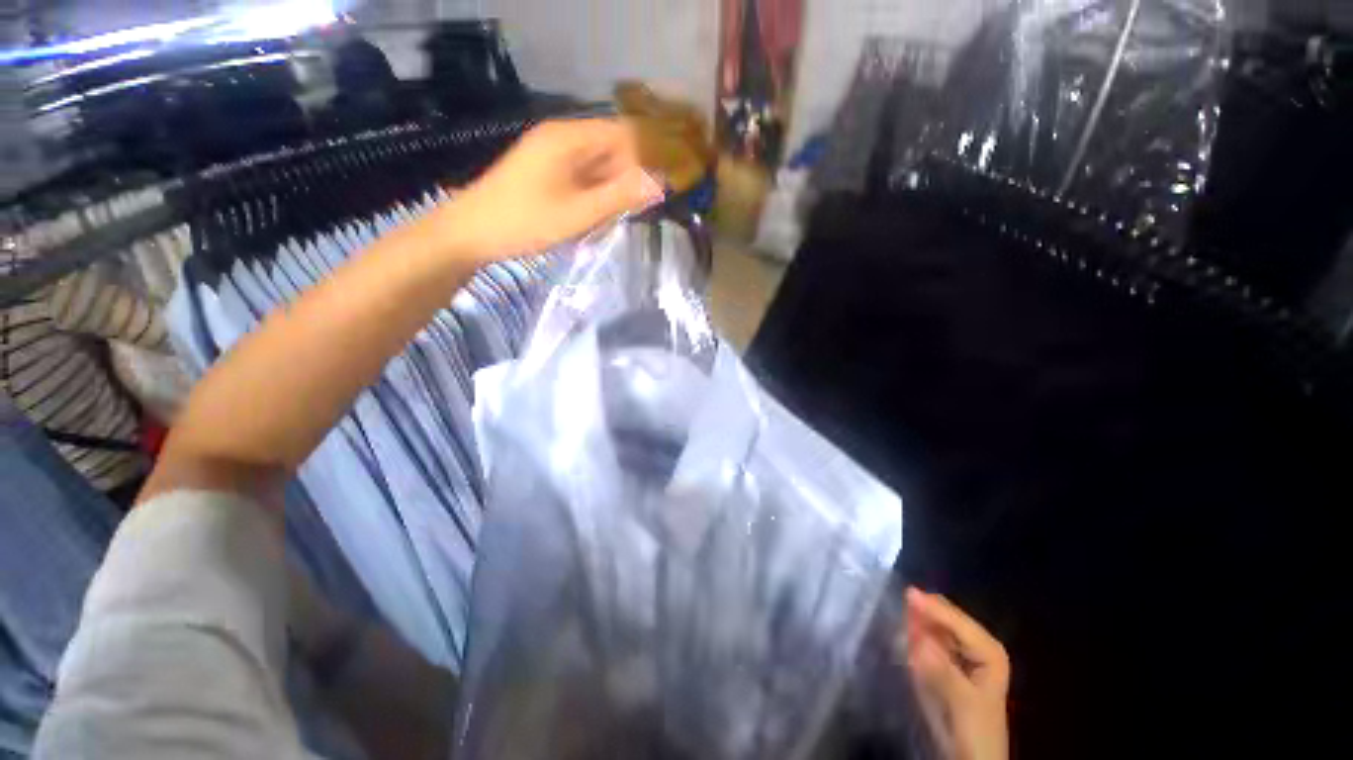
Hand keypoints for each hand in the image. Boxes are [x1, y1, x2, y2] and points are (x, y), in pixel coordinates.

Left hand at [441, 118, 663, 262]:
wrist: (471, 232)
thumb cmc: (526, 222)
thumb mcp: (579, 213)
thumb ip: (621, 197)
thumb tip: (660, 184)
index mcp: (570, 137)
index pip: (623, 135)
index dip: (643, 161)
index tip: (652, 195)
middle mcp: (562, 137)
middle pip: (610, 149)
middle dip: (625, 181)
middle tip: (624, 216)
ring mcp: (551, 152)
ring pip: (597, 166)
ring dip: (608, 192)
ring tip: (602, 221)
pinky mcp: (545, 169)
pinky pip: (581, 176)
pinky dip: (592, 195)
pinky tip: (587, 218)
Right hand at [901, 588, 1009, 759]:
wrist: (974, 756)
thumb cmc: (975, 732)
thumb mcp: (961, 703)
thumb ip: (942, 671)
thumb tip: (918, 639)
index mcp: (989, 650)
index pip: (957, 620)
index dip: (932, 607)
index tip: (906, 593)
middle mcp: (977, 644)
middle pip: (946, 616)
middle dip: (923, 611)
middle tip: (897, 609)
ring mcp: (962, 651)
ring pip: (934, 624)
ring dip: (916, 622)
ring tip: (899, 624)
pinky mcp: (947, 659)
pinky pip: (927, 637)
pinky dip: (915, 635)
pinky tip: (906, 639)